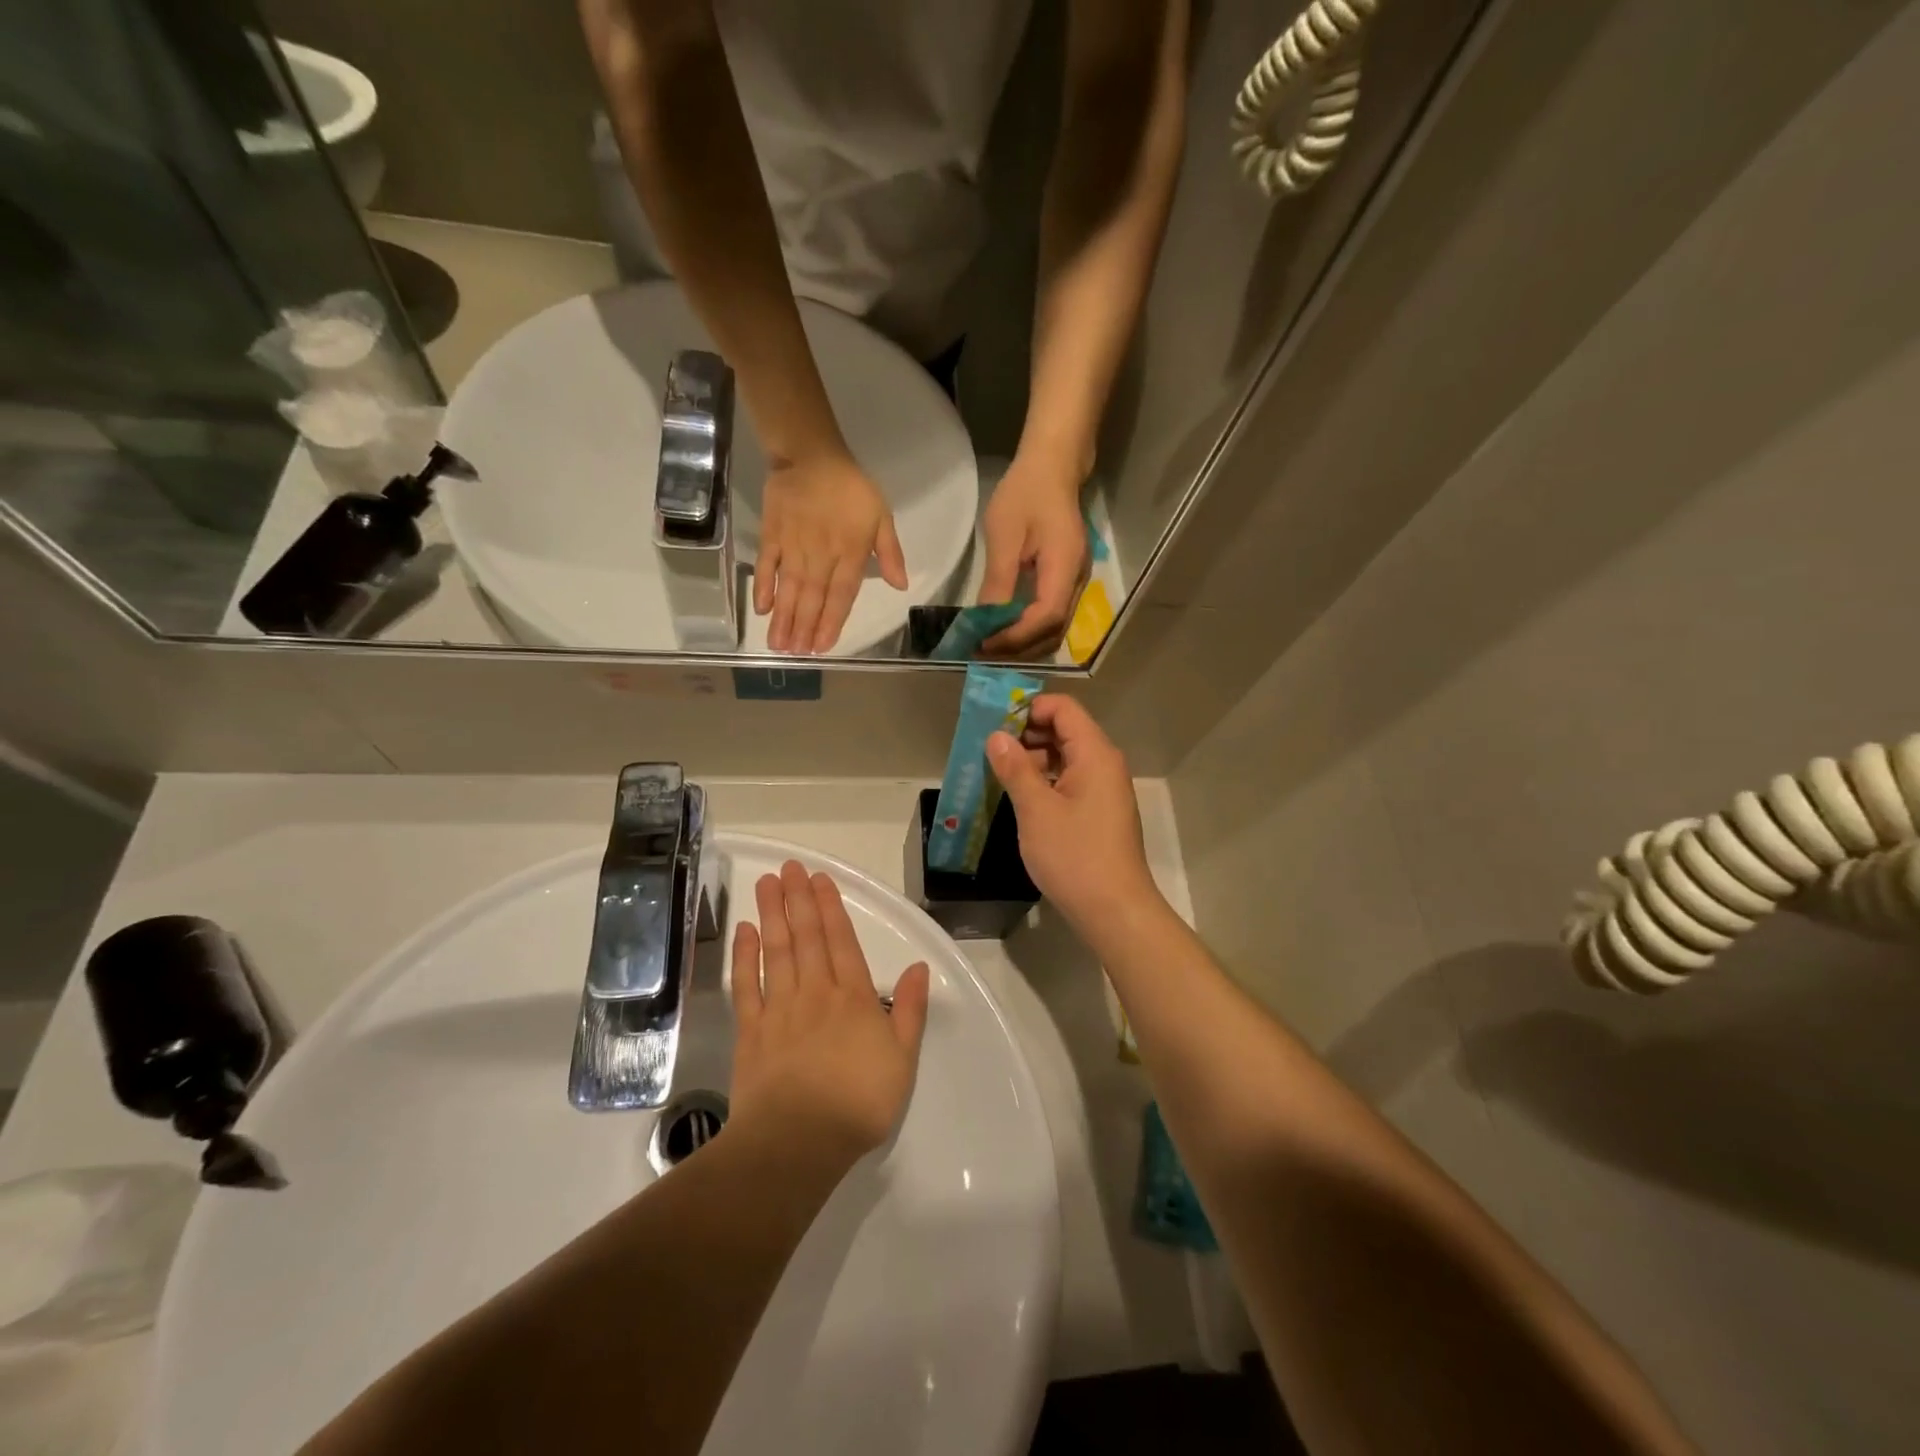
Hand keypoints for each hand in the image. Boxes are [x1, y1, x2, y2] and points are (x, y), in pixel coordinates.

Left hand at [728, 861, 931, 1166]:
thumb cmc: (859, 1102)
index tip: (819, 878)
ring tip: (767, 884)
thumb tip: (920, 967)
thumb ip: (911, 1010)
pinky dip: (744, 957)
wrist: (799, 1141)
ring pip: (776, 951)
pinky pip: (746, 985)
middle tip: (789, 867)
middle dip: (798, 899)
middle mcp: (816, 993)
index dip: (830, 907)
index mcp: (854, 998)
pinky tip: (744, 932)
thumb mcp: (902, 1059)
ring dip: (772, 914)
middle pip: (806, 937)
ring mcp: (780, 1009)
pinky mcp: (751, 1031)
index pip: (841, 941)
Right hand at [755, 452, 907, 653]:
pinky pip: (768, 564)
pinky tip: (762, 609)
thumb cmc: (851, 488)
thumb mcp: (881, 516)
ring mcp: (794, 546)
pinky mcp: (772, 535)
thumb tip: (901, 586)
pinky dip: (764, 586)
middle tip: (796, 655)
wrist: (811, 455)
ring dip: (784, 618)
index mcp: (850, 553)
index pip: (841, 595)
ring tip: (778, 644)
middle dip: (804, 628)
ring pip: (789, 588)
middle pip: (812, 597)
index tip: (822, 646)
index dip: (831, 622)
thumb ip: (891, 553)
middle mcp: (821, 555)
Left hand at [979, 456, 1089, 657]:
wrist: (1053, 467)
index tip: (984, 642)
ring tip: (990, 645)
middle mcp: (1078, 581)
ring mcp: (1077, 583)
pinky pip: (1052, 617)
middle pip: (1054, 631)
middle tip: (982, 651)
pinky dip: (1029, 630)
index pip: (1047, 617)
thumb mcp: (1004, 534)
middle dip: (1018, 647)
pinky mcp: (1069, 581)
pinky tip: (1006, 629)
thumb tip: (985, 620)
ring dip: (1024, 643)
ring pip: (1055, 629)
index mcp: (1065, 567)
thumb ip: (998, 581)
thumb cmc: (1026, 493)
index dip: (1016, 636)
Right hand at [987, 696, 1156, 929]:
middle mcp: (1104, 764)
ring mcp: (1104, 790)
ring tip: (998, 774)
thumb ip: (1015, 768)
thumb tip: (997, 737)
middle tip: (989, 750)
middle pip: (1065, 730)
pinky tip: (1020, 797)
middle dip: (1027, 734)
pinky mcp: (1100, 812)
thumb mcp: (1036, 810)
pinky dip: (1045, 781)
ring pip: (1066, 758)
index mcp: (1095, 754)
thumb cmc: (1075, 856)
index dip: (1029, 708)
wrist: (1114, 910)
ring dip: (1033, 759)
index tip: (995, 724)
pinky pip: (1070, 781)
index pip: (1063, 709)